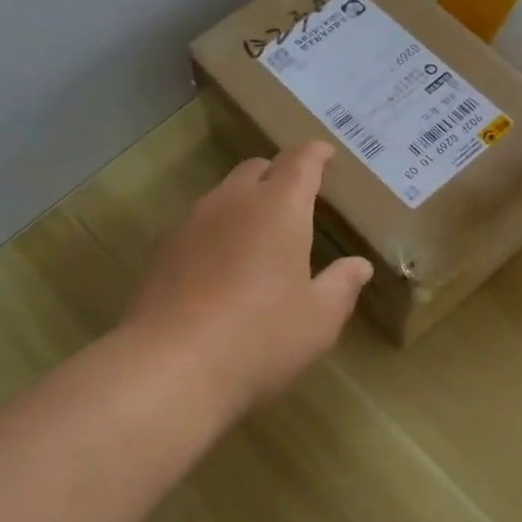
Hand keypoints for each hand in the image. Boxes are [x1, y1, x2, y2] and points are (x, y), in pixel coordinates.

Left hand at [123, 143, 372, 413]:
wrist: (170, 367)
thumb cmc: (260, 338)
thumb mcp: (318, 320)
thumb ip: (341, 286)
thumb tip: (358, 266)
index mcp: (279, 208)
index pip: (301, 162)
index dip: (316, 154)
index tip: (325, 154)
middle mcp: (234, 201)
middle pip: (257, 168)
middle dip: (279, 175)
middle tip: (295, 200)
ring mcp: (192, 221)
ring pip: (224, 194)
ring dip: (244, 202)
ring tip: (257, 235)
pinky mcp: (162, 248)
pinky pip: (197, 223)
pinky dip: (216, 230)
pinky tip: (218, 266)